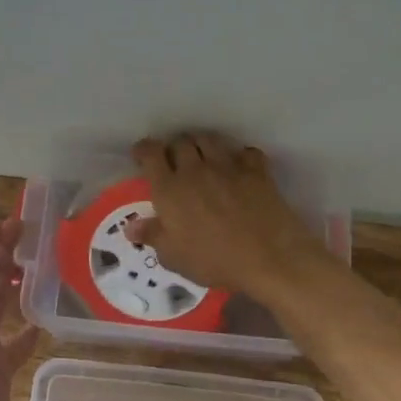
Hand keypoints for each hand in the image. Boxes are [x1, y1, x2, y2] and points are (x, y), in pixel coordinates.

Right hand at [127, 132, 331, 297]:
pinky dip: (238, 155)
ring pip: (209, 139)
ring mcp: (228, 166)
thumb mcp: (174, 256)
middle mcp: (195, 170)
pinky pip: (244, 151)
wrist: (268, 257)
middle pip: (181, 141)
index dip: (144, 150)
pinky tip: (238, 167)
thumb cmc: (214, 260)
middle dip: (174, 147)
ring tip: (202, 157)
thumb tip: (131, 226)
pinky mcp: (256, 170)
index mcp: (170, 189)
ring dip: (201, 144)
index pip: (151, 153)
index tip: (142, 155)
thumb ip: (152, 236)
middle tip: (174, 161)